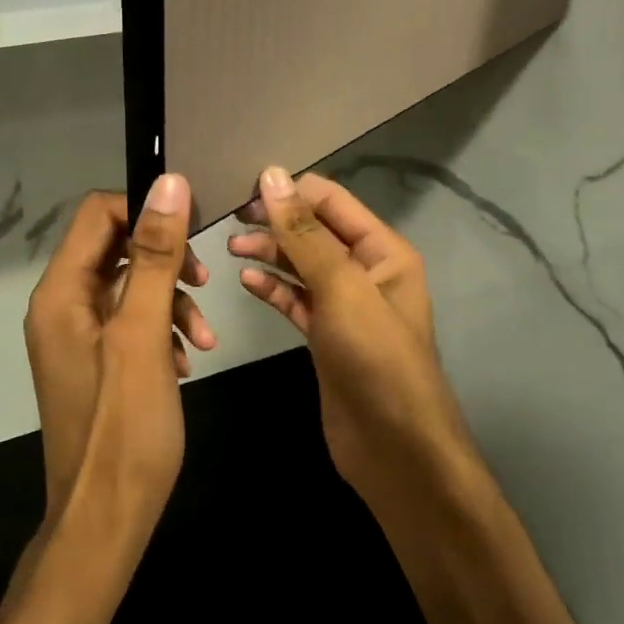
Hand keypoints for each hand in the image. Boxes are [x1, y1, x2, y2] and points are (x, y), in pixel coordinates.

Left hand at [24, 178, 214, 524]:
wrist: (106, 519)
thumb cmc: (124, 429)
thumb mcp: (143, 335)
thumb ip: (154, 258)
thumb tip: (168, 184)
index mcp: (61, 293)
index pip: (98, 215)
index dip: (146, 212)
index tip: (194, 231)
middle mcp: (62, 306)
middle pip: (117, 248)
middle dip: (166, 261)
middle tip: (204, 283)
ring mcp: (79, 336)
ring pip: (131, 287)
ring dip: (172, 300)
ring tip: (204, 337)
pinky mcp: (98, 362)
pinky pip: (132, 323)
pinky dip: (164, 330)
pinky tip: (187, 360)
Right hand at [229, 166, 472, 496]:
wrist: (394, 447)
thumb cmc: (375, 358)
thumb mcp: (341, 287)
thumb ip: (305, 233)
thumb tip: (272, 176)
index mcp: (383, 250)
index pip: (332, 201)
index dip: (290, 192)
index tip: (242, 189)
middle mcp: (366, 271)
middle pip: (314, 232)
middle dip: (276, 223)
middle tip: (230, 221)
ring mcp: (345, 306)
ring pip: (301, 266)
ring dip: (269, 253)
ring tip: (230, 249)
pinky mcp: (326, 336)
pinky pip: (296, 300)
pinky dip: (272, 288)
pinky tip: (245, 281)